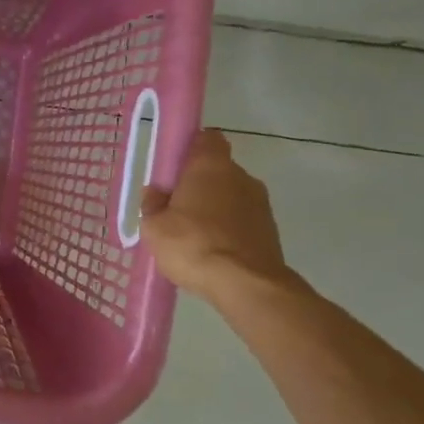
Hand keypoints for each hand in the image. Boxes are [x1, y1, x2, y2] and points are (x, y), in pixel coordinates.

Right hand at [141, 129, 293, 300]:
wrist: (246, 285)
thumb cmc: (193, 245)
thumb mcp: (155, 227)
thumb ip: (153, 205)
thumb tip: (155, 193)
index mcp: (211, 165)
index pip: (206, 138)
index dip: (191, 148)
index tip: (174, 168)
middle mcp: (241, 176)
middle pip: (218, 170)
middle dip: (199, 185)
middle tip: (176, 208)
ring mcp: (260, 203)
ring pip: (231, 197)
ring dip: (215, 209)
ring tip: (193, 236)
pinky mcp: (270, 230)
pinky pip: (242, 220)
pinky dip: (229, 230)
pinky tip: (213, 252)